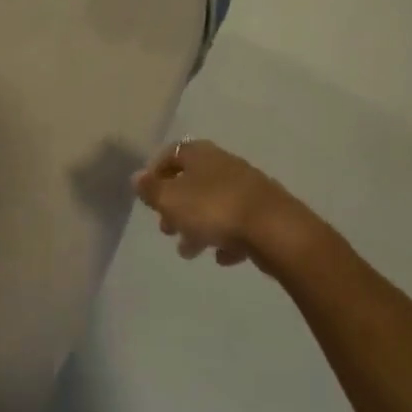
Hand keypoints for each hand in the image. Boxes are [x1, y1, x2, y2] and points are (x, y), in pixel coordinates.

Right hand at [133, 139, 302, 268]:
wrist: (275, 229)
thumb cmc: (214, 209)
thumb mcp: (172, 200)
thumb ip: (151, 190)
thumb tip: (136, 177)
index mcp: (200, 155)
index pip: (172, 153)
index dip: (156, 172)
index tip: (147, 195)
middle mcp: (224, 164)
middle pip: (193, 181)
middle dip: (176, 205)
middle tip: (165, 228)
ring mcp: (247, 188)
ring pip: (214, 204)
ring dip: (198, 226)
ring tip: (188, 251)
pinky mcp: (265, 213)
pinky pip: (238, 224)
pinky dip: (226, 238)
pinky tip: (222, 257)